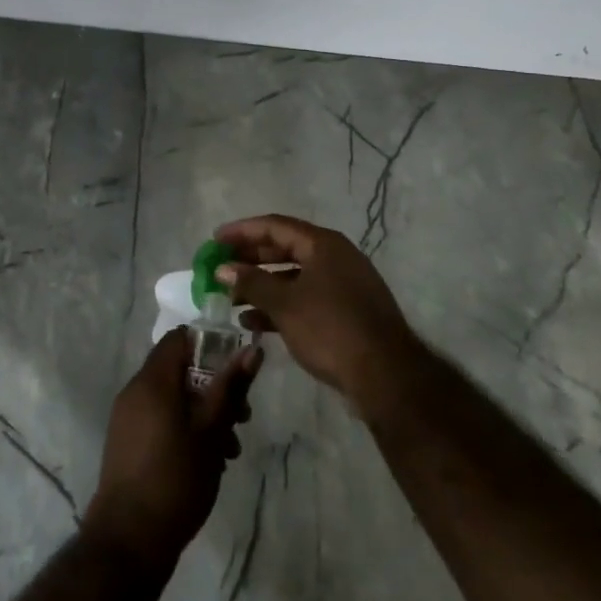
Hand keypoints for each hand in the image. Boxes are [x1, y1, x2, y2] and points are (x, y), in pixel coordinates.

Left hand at [84, 329, 262, 569]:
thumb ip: (230, 387)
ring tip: (230, 449)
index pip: (179, 338)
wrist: (128, 540)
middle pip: (180, 370)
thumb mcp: (212, 431)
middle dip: (215, 388)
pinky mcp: (127, 442)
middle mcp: (135, 391)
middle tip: (241, 418)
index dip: (211, 346)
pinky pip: (161, 419)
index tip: (236, 370)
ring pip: (173, 398)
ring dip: (204, 413)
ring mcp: (128, 418)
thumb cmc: (176, 479)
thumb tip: (252, 349)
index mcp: (153, 381)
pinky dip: (185, 428)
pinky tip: (208, 461)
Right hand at [215, 214, 422, 408]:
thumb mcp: (285, 304)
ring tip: (230, 300)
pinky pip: (304, 299)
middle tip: (220, 268)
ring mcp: (342, 285)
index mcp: (323, 244)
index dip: (242, 231)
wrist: (385, 375)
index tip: (215, 239)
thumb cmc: (330, 328)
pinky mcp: (344, 312)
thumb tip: (222, 269)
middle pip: (284, 249)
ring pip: (293, 277)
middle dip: (250, 259)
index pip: (275, 226)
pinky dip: (279, 306)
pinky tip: (253, 323)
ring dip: (261, 286)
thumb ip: (251, 282)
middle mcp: (334, 257)